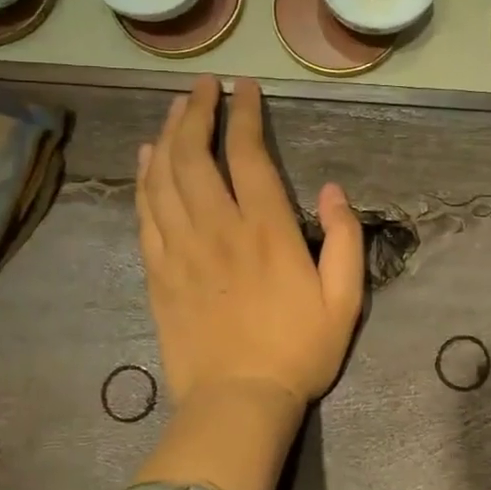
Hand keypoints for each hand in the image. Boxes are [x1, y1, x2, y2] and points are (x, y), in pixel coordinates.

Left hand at [135, 76, 364, 418]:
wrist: (237, 402)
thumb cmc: (298, 351)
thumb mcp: (345, 300)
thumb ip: (346, 239)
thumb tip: (332, 190)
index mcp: (266, 230)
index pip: (249, 154)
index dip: (244, 114)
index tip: (244, 87)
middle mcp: (218, 228)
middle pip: (196, 155)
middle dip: (196, 111)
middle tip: (202, 87)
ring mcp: (181, 249)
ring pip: (164, 177)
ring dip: (168, 136)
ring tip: (174, 109)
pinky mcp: (158, 272)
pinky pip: (145, 212)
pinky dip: (144, 178)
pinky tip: (146, 157)